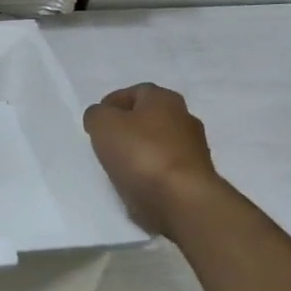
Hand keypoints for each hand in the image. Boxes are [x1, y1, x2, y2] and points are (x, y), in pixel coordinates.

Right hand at [82, 83, 220, 235]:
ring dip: (139, 151)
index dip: (113, 103)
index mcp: (165, 99)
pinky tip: (135, 182)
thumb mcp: (103, 124)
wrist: (181, 199)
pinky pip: (164, 168)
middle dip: (127, 127)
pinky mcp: (194, 177)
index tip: (96, 120)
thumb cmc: (141, 153)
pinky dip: (149, 172)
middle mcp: (184, 118)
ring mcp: (193, 149)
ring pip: (157, 144)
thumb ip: (96, 115)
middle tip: (105, 141)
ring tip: (117, 165)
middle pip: (149, 118)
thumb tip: (100, 117)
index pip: (136, 92)